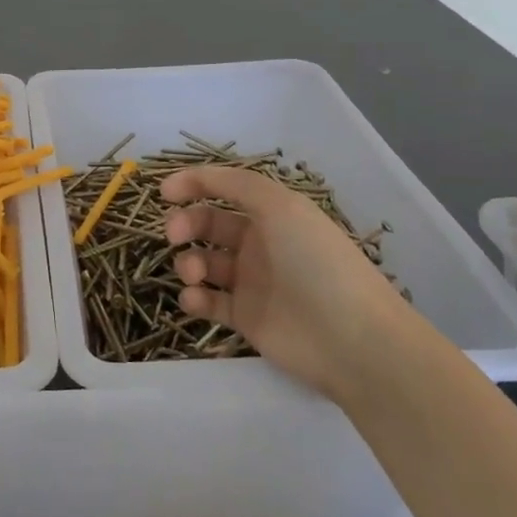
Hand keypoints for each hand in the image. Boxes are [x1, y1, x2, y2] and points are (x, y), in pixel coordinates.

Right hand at [162, 165, 410, 399]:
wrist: (352, 339)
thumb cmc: (316, 262)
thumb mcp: (281, 206)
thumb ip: (235, 184)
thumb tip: (194, 177)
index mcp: (272, 214)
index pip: (225, 190)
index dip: (193, 185)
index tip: (164, 193)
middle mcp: (260, 243)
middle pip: (208, 225)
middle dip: (185, 225)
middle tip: (174, 236)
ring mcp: (252, 282)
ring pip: (203, 262)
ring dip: (188, 262)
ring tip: (193, 274)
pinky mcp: (246, 318)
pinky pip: (209, 302)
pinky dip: (194, 298)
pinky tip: (194, 299)